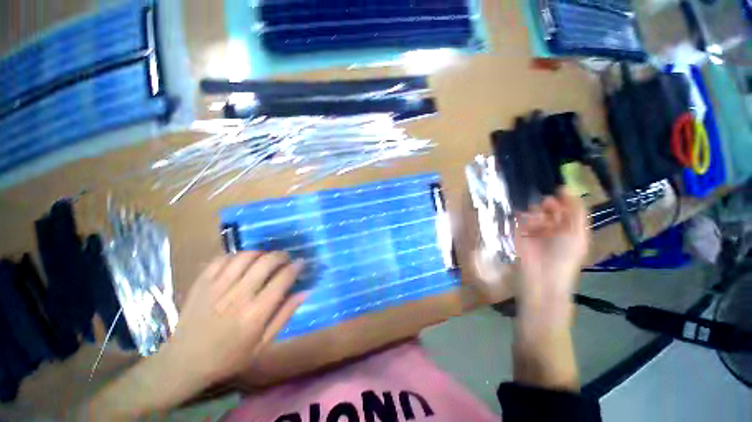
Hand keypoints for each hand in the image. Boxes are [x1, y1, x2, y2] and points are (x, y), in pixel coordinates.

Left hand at [87, 252, 304, 419]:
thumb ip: (285, 315)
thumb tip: (305, 291)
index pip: (283, 279)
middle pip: (266, 262)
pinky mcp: (202, 283)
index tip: (301, 263)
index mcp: (255, 313)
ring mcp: (217, 287)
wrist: (184, 362)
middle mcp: (238, 296)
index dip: (296, 267)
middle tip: (285, 258)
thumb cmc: (229, 356)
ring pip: (246, 256)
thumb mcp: (263, 343)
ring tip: (265, 258)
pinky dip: (237, 255)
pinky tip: (242, 262)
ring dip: (261, 252)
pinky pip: (223, 258)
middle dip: (281, 255)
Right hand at [514, 188, 589, 319]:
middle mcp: (551, 226)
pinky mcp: (518, 232)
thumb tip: (565, 187)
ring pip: (533, 211)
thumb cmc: (564, 256)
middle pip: (548, 207)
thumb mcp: (577, 233)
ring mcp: (533, 229)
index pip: (566, 207)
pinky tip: (527, 221)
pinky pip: (519, 218)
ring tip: (538, 220)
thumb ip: (575, 210)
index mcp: (569, 227)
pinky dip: (523, 217)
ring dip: (536, 212)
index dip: (563, 199)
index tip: (558, 191)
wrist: (542, 276)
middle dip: (548, 204)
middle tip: (546, 205)